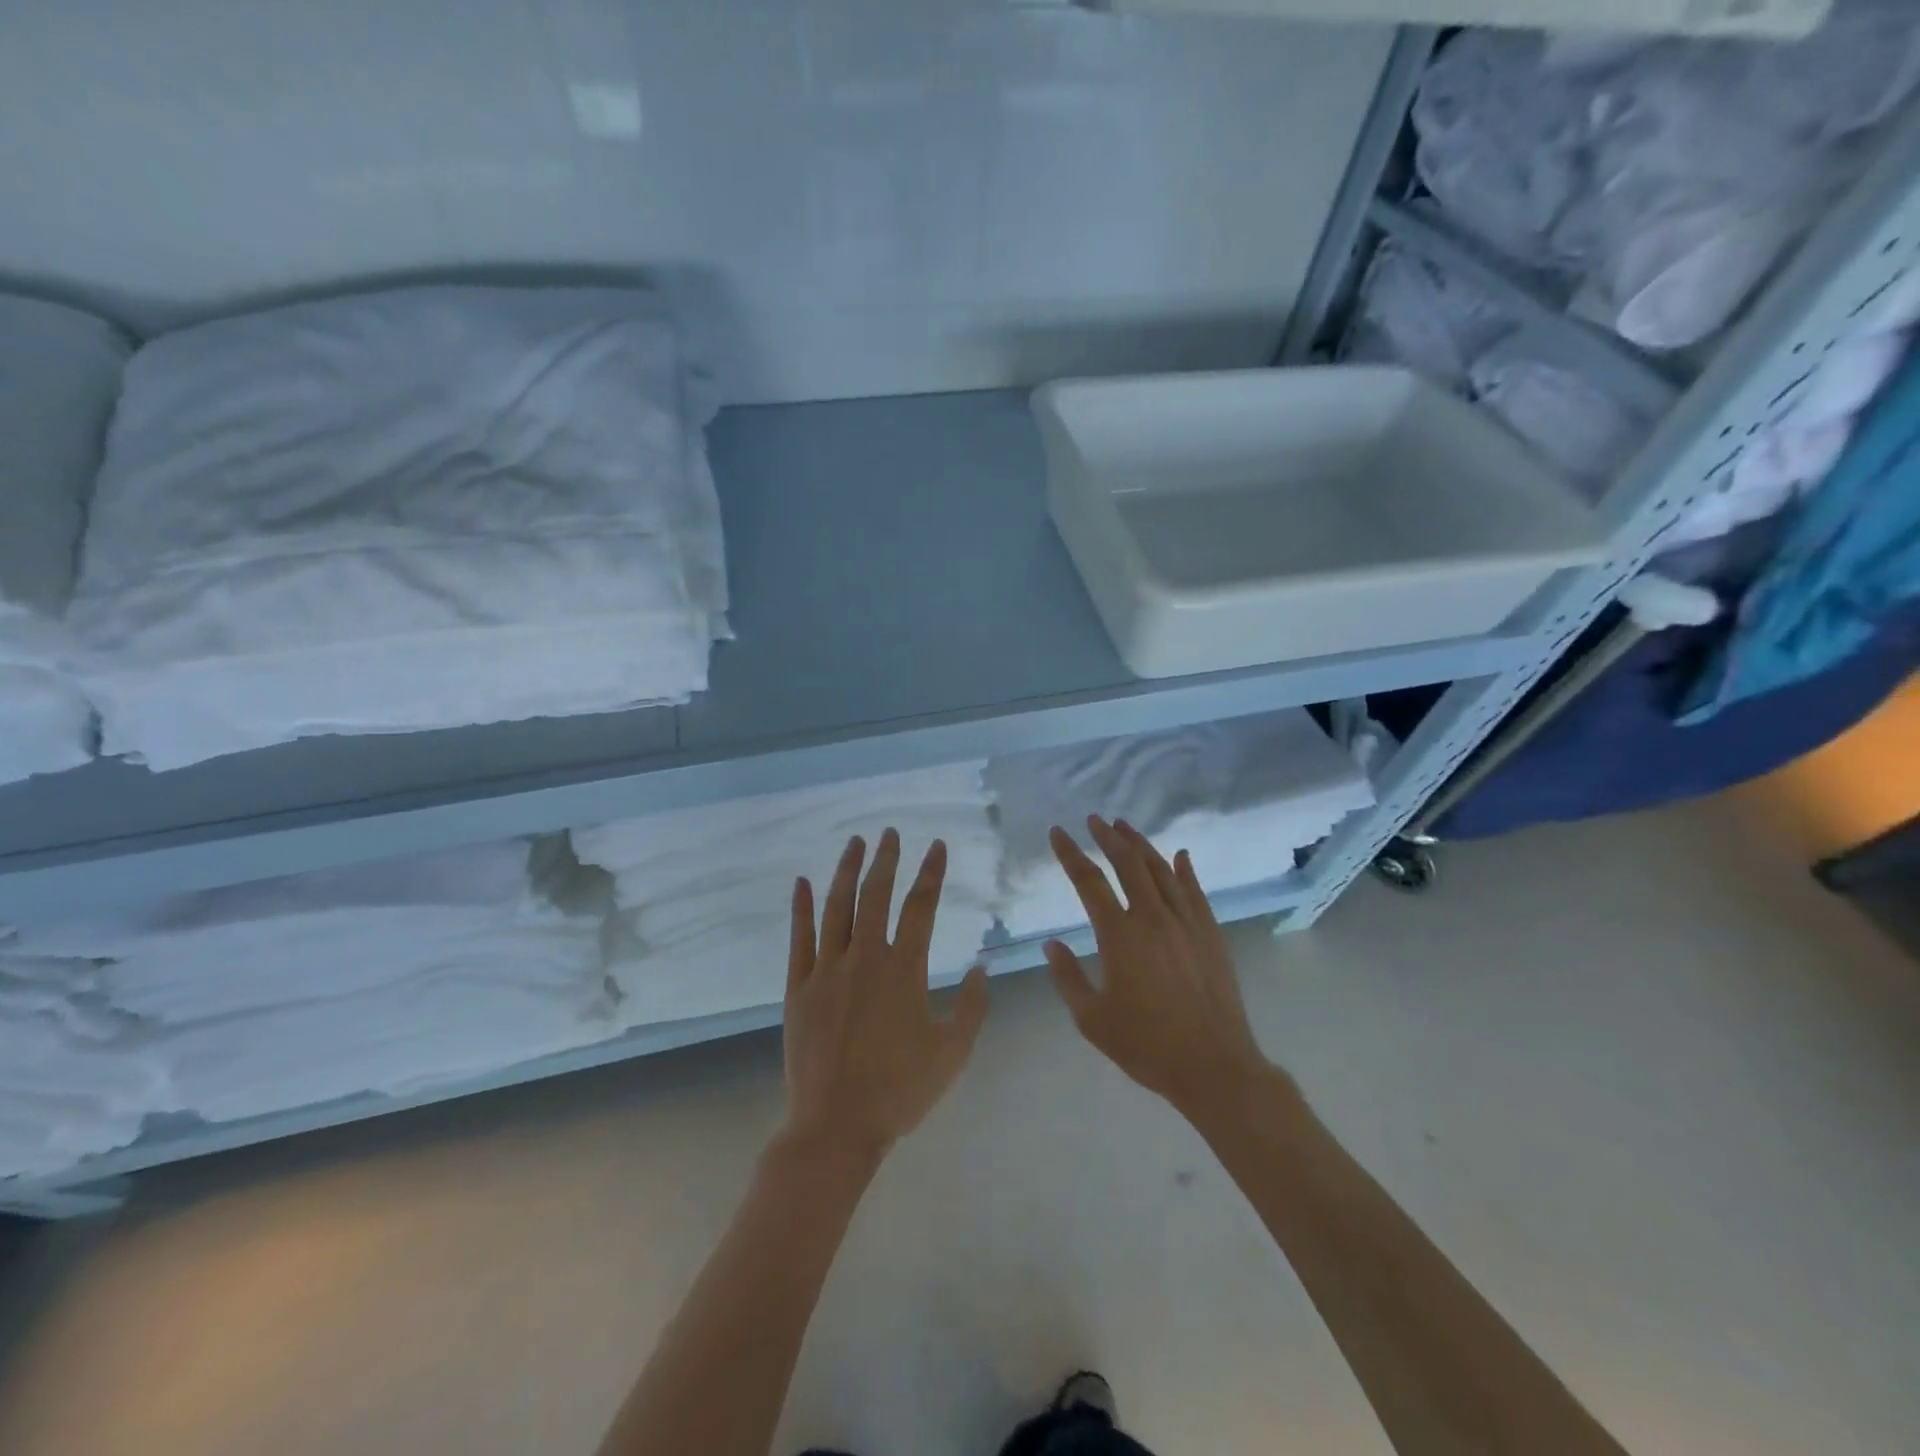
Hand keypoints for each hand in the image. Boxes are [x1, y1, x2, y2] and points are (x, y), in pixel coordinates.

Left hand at [782, 829, 990, 1162]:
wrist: (836, 1126)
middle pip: (876, 895)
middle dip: (886, 860)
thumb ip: (973, 1006)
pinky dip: (800, 907)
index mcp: (904, 970)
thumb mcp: (953, 1052)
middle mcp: (865, 958)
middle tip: (891, 832)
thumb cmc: (900, 1091)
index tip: (937, 846)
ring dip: (847, 871)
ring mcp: (827, 970)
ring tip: (855, 843)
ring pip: (837, 907)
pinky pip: (799, 938)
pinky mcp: (799, 987)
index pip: (921, 907)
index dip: (931, 873)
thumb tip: (983, 966)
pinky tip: (802, 882)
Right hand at [1045, 816, 1270, 1116]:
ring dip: (1141, 845)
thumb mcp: (1092, 1019)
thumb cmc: (1146, 1045)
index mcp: (1120, 936)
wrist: (1213, 1066)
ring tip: (1125, 827)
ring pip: (1161, 870)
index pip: (1089, 881)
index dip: (1070, 854)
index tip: (1058, 833)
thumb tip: (1052, 944)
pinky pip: (1195, 891)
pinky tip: (1179, 856)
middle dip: (1108, 837)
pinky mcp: (1210, 934)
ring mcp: (1186, 923)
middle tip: (1094, 820)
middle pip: (1128, 864)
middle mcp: (1153, 918)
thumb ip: (1068, 978)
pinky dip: (1184, 870)